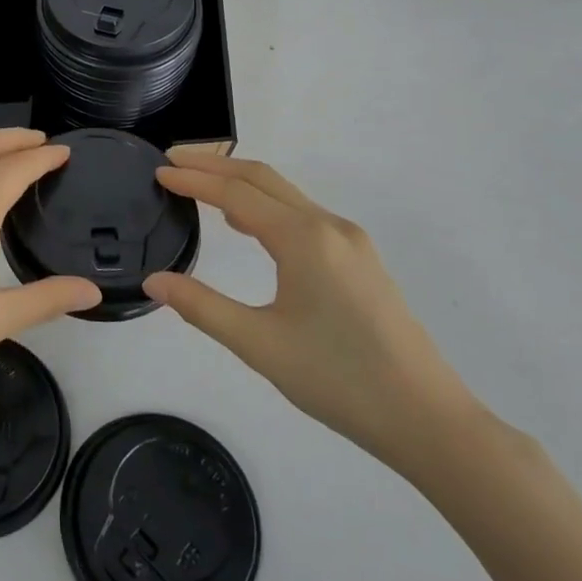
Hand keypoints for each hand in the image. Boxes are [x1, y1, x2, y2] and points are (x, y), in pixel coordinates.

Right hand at [144, 151, 478, 472]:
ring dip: (241, 184)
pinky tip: (249, 226)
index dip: (193, 181)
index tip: (157, 172)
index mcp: (303, 238)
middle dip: (215, 166)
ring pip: (286, 195)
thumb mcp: (259, 344)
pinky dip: (267, 206)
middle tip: (173, 162)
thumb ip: (201, 307)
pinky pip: (304, 215)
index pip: (235, 194)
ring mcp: (350, 241)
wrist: (427, 418)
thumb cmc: (338, 378)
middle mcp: (329, 226)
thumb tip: (154, 281)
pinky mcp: (361, 260)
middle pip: (262, 179)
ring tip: (201, 187)